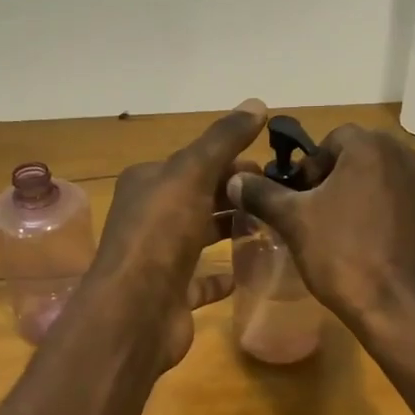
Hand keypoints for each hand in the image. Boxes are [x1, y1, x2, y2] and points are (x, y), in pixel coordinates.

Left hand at [82, 99, 267, 367]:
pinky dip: (222, 275)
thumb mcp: (192, 174)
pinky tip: (246, 272)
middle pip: (200, 197)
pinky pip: (201, 279)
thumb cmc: (161, 234)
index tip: (273, 167)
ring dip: (230, 229)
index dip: (233, 160)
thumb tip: (257, 102)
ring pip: (200, 235)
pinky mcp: (172, 293)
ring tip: (272, 227)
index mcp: (149, 183)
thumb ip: (223, 140)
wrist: (135, 312)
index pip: (196, 162)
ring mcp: (160, 258)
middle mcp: (150, 217)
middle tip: (279, 197)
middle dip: (236, 194)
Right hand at [226, 124, 414, 331]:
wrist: (398, 308)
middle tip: (313, 211)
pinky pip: (399, 201)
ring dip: (357, 193)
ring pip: (381, 178)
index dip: (311, 165)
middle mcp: (406, 157)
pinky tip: (364, 243)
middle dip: (334, 176)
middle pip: (360, 155)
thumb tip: (235, 179)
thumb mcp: (294, 222)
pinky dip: (380, 211)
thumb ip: (263, 194)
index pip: (334, 138)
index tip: (299, 195)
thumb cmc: (343, 255)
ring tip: (336, 228)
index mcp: (372, 148)